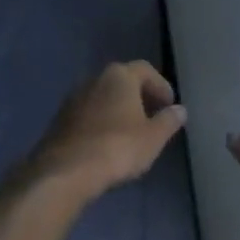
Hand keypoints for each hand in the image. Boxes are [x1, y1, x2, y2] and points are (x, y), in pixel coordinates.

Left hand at [24, 61, 187, 199]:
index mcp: (119, 76)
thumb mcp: (153, 137)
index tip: (169, 105)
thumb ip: (168, 121)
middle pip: (121, 81)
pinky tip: (107, 142)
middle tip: (152, 116)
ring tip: (130, 132)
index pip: (144, 70)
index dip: (160, 85)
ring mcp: (72, 99)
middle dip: (138, 96)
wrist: (66, 170)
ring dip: (117, 109)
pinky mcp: (59, 120)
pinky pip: (87, 114)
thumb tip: (180, 110)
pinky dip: (100, 122)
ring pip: (102, 98)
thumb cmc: (118, 148)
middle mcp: (93, 79)